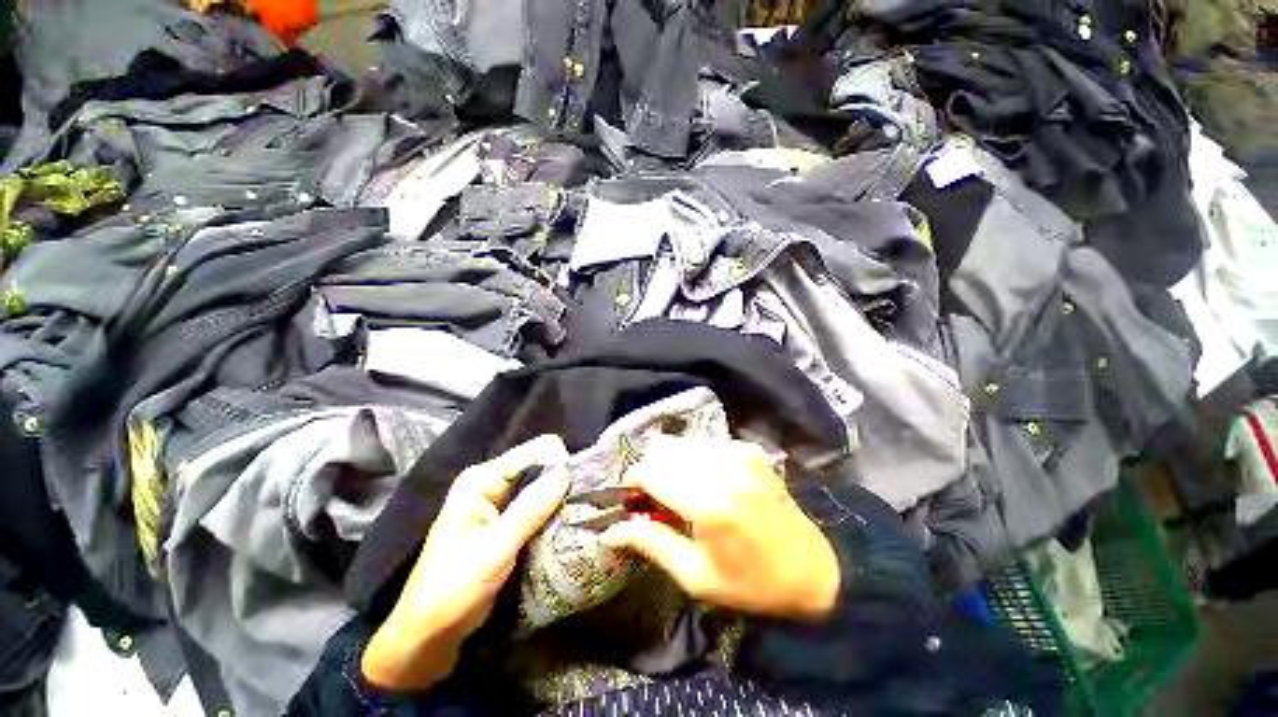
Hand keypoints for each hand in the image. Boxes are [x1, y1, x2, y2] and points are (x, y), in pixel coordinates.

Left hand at [362, 435, 571, 690]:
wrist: (431, 634)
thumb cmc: (454, 589)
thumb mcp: (495, 549)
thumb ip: (531, 508)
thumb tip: (566, 471)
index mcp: (481, 479)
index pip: (532, 453)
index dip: (558, 463)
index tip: (582, 483)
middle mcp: (492, 484)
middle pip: (539, 467)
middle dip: (562, 481)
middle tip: (585, 501)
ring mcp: (501, 503)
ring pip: (541, 488)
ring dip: (561, 498)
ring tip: (583, 510)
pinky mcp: (509, 522)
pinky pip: (539, 507)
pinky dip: (554, 513)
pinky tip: (571, 522)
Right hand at [600, 435, 839, 620]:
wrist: (813, 570)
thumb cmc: (751, 582)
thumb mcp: (696, 576)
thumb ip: (651, 543)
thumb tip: (609, 532)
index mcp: (709, 503)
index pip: (651, 472)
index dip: (633, 479)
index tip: (629, 494)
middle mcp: (723, 468)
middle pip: (664, 449)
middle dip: (651, 469)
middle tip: (654, 496)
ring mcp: (739, 453)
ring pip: (683, 442)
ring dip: (671, 462)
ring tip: (678, 488)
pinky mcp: (749, 449)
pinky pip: (705, 443)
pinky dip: (694, 458)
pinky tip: (703, 480)